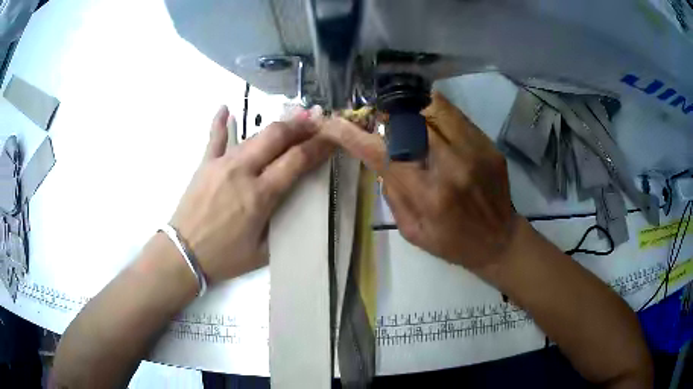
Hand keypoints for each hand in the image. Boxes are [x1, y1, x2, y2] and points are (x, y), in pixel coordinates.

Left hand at [170, 106, 331, 284]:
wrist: (183, 254)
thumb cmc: (224, 258)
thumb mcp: (262, 252)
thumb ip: (282, 225)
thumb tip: (297, 203)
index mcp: (259, 196)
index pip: (296, 160)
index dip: (318, 145)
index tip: (333, 137)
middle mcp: (242, 172)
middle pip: (276, 137)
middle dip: (301, 125)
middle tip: (317, 120)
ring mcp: (221, 164)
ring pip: (253, 135)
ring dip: (276, 125)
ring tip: (294, 117)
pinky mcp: (204, 164)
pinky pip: (214, 138)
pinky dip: (220, 122)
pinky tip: (225, 108)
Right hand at [322, 92, 516, 273]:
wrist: (499, 240)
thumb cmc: (452, 243)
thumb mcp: (413, 231)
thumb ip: (393, 192)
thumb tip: (379, 156)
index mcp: (430, 195)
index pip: (382, 154)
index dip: (352, 135)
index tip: (333, 124)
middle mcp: (452, 166)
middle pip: (408, 120)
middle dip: (384, 115)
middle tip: (375, 119)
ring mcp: (474, 150)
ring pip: (433, 107)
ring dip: (409, 108)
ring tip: (401, 116)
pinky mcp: (488, 143)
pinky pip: (454, 114)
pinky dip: (434, 111)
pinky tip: (428, 121)